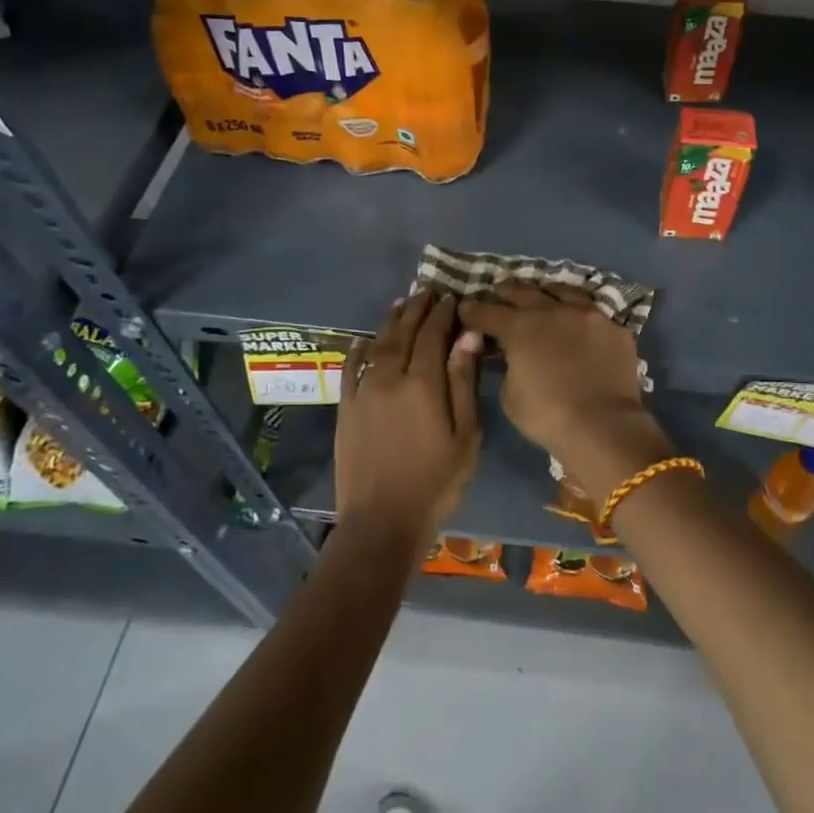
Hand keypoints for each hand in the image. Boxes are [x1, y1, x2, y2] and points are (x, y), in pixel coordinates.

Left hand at [334, 293, 481, 554]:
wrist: (381, 522)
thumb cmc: (436, 481)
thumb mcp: (465, 435)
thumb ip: (463, 382)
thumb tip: (467, 337)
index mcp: (422, 383)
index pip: (432, 335)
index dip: (442, 314)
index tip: (450, 297)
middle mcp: (389, 378)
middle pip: (403, 333)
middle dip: (416, 310)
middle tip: (426, 291)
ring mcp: (363, 393)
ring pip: (376, 345)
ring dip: (389, 322)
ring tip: (400, 304)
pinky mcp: (346, 410)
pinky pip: (350, 370)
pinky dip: (358, 350)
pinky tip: (363, 340)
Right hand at [455, 283, 670, 499]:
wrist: (603, 425)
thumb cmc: (547, 415)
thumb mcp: (510, 395)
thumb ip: (507, 366)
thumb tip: (511, 356)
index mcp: (521, 327)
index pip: (488, 312)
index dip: (473, 310)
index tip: (465, 308)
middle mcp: (553, 311)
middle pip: (524, 292)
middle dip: (507, 291)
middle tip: (499, 290)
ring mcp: (588, 315)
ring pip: (563, 291)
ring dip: (546, 292)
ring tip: (542, 294)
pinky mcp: (615, 328)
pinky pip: (594, 312)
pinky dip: (580, 314)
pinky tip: (579, 319)